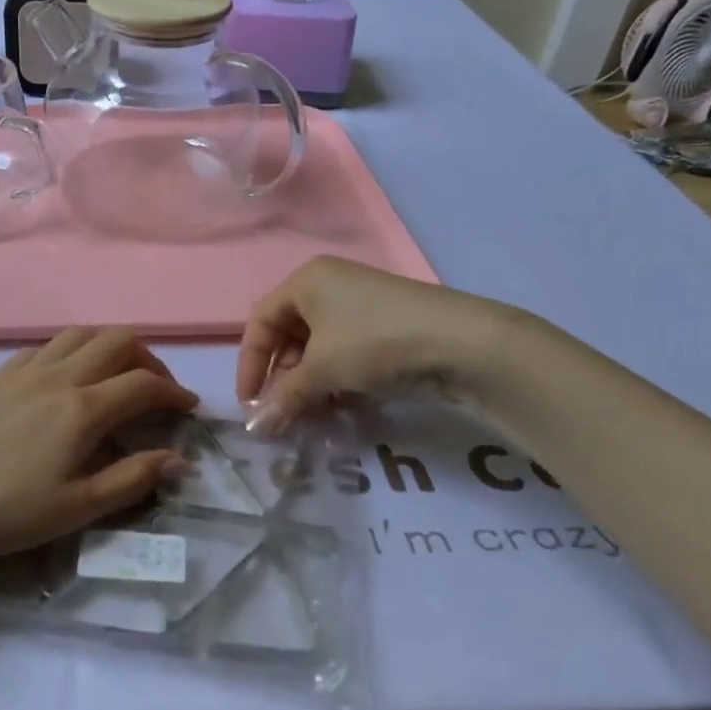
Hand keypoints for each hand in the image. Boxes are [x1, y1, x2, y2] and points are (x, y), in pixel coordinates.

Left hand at [0, 327, 198, 565]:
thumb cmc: (3, 510)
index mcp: (83, 409)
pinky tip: (66, 377)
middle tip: (155, 390)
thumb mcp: (75, 509)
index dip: (174, 391)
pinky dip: (71, 351)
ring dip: (110, 347)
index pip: (144, 384)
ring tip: (116, 376)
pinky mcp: (0, 374)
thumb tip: (178, 459)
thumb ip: (130, 480)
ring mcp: (26, 370)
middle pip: (117, 340)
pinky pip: (46, 346)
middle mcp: (60, 376)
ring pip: (81, 334)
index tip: (188, 408)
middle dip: (148, 359)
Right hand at [238, 257, 520, 430]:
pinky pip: (346, 353)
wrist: (461, 342)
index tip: (249, 403)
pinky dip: (338, 381)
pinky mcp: (384, 326)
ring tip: (314, 417)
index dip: (249, 364)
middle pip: (289, 336)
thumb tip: (256, 427)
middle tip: (284, 414)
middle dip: (283, 379)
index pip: (260, 322)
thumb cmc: (374, 342)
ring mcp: (360, 305)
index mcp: (306, 281)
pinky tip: (344, 408)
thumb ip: (285, 397)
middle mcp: (329, 286)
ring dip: (311, 385)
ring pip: (319, 349)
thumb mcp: (323, 370)